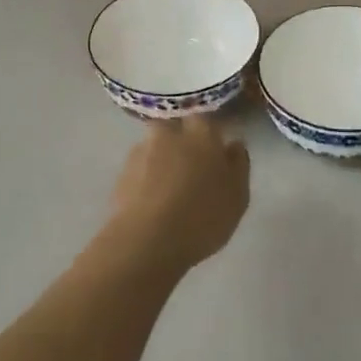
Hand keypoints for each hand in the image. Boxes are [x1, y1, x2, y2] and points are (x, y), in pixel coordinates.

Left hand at [107, 115, 250, 272]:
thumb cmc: (203, 216)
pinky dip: (145, 178)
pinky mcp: (121, 173)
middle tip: (191, 168)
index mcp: (203, 132)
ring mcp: (142, 151)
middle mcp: (170, 133)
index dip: (210, 134)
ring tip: (169, 188)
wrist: (148, 240)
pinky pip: (139, 168)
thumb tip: (233, 144)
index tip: (215, 152)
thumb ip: (238, 164)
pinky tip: (152, 200)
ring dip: (162, 159)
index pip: (207, 120)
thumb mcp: (238, 195)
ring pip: (155, 147)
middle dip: (182, 141)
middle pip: (176, 128)